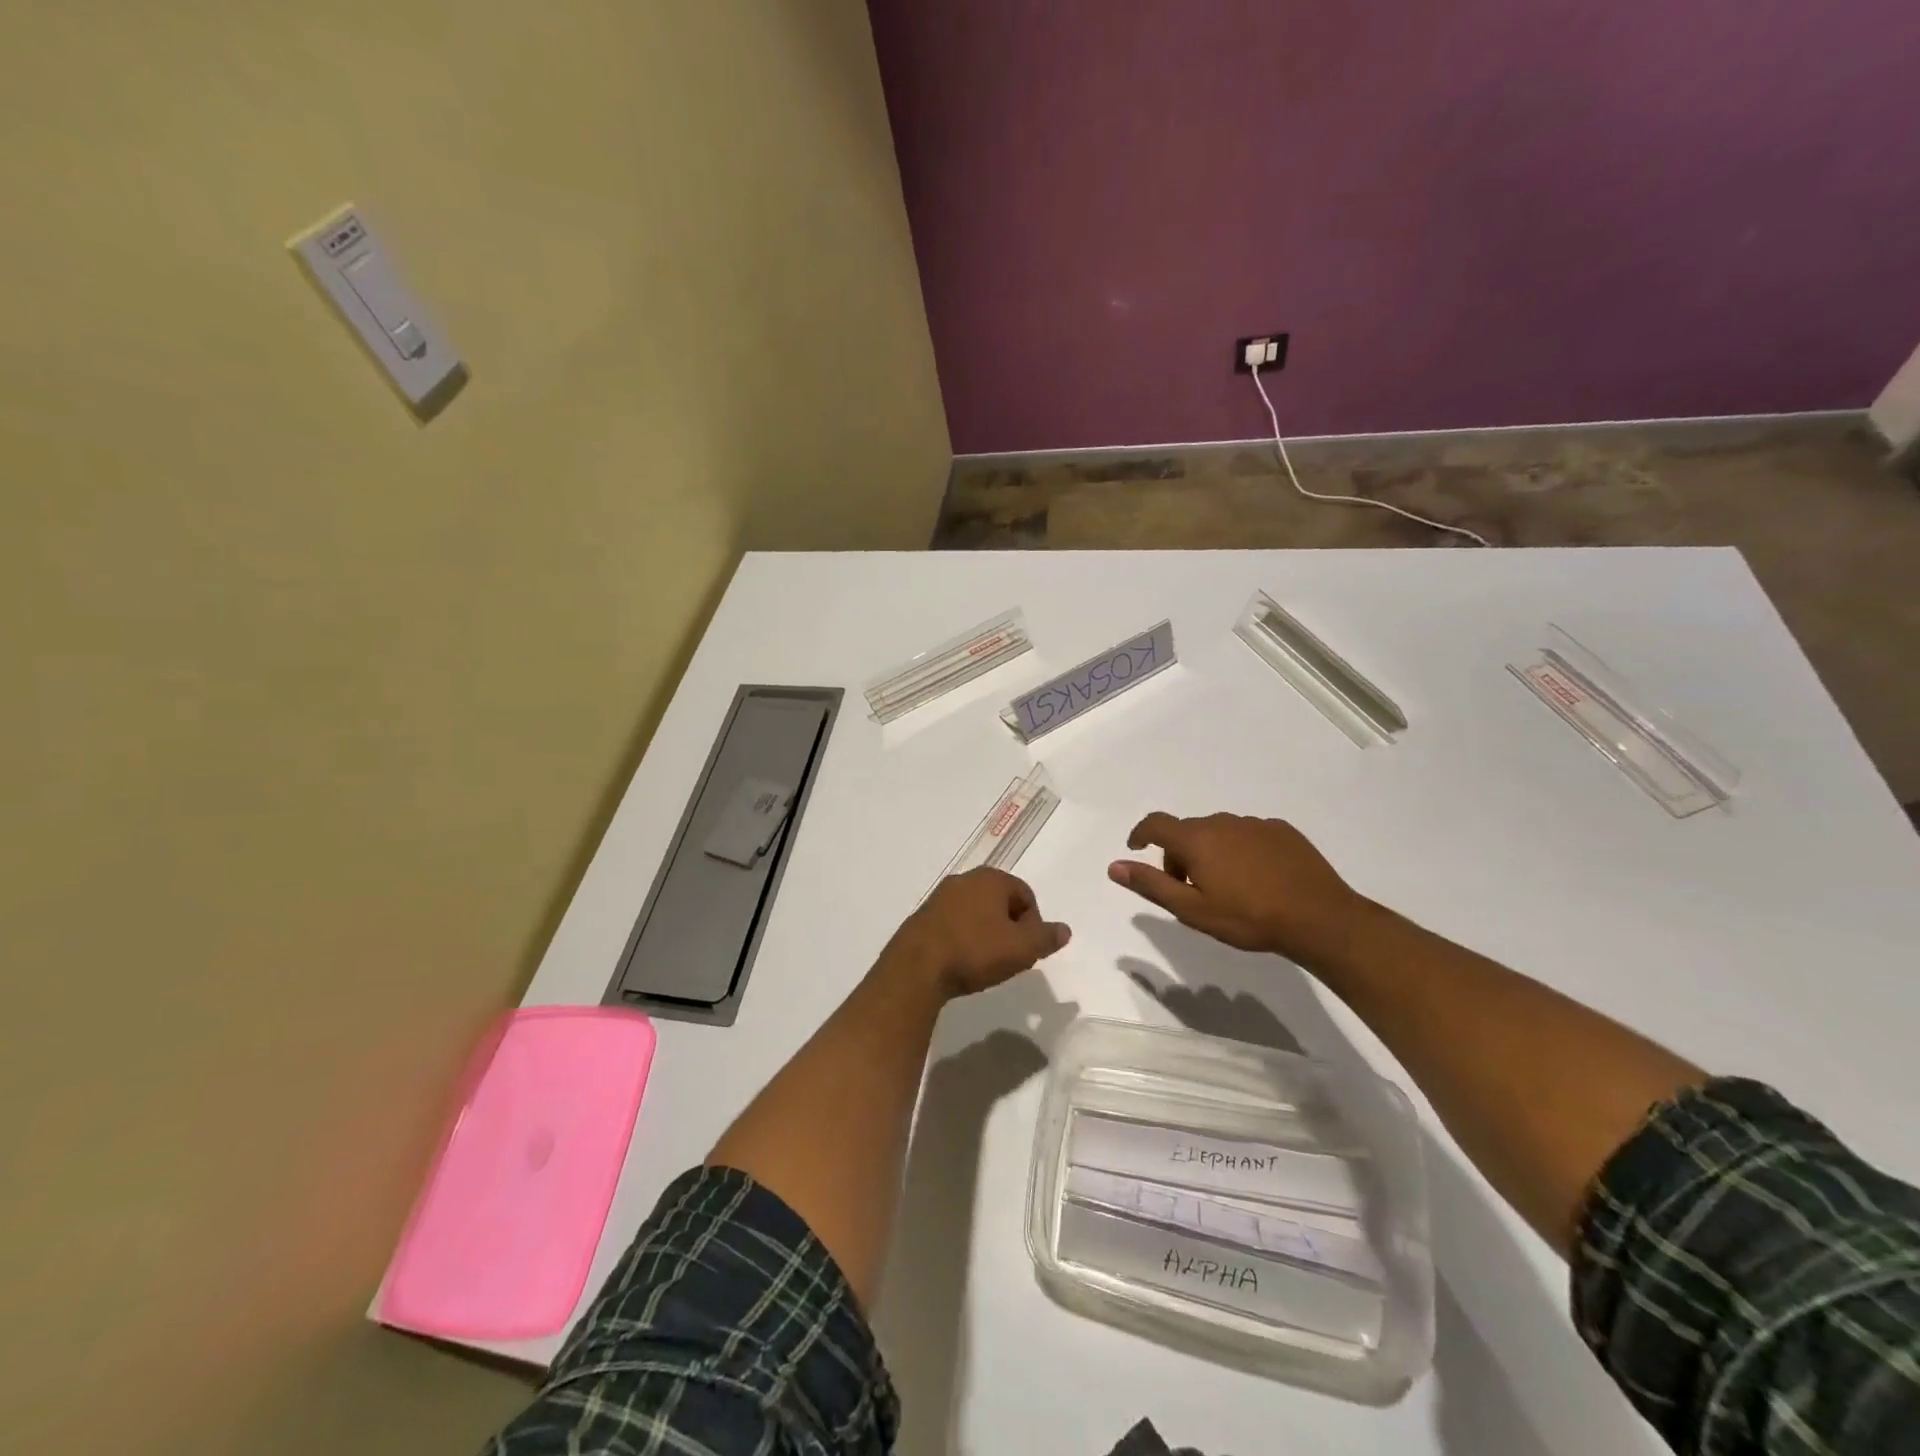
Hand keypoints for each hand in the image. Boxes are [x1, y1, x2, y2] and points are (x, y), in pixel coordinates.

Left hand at [882, 867, 1070, 998]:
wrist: (916, 968)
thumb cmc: (975, 951)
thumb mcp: (1021, 948)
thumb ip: (1046, 937)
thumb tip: (1064, 930)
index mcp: (990, 878)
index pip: (1026, 895)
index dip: (1033, 924)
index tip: (1028, 950)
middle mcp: (964, 879)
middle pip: (1000, 902)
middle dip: (1010, 928)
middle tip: (1010, 957)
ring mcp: (940, 897)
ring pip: (977, 913)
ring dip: (987, 934)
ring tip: (986, 963)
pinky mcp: (923, 916)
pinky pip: (955, 923)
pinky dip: (964, 938)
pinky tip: (962, 962)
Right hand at [1108, 812, 1371, 962]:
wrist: (1319, 918)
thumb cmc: (1248, 918)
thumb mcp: (1192, 910)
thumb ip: (1151, 885)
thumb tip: (1114, 865)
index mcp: (1196, 840)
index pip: (1155, 824)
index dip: (1140, 833)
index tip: (1136, 848)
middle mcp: (1222, 822)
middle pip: (1188, 831)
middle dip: (1179, 854)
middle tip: (1188, 888)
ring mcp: (1254, 824)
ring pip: (1219, 831)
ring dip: (1211, 851)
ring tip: (1226, 886)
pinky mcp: (1282, 830)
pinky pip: (1248, 834)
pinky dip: (1240, 849)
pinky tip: (1257, 877)